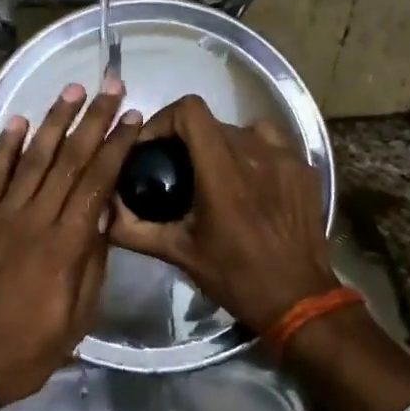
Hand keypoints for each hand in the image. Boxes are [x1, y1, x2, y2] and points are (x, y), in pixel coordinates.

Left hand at [0, 79, 142, 404]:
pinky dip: (3, 147)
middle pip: (68, 160)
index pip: (96, 182)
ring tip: (72, 90)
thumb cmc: (30, 348)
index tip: (131, 117)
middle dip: (93, 120)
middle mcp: (34, 219)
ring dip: (53, 121)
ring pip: (31, 158)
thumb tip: (105, 217)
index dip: (116, 146)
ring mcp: (0, 216)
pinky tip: (16, 121)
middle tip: (110, 87)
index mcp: (66, 245)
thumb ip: (93, 263)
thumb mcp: (79, 316)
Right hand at [109, 94, 339, 333]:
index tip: (153, 146)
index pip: (190, 111)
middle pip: (212, 122)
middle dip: (187, 139)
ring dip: (220, 144)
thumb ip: (136, 229)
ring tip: (214, 173)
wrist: (298, 299)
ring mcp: (285, 158)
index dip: (165, 119)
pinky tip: (248, 180)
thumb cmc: (235, 277)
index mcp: (221, 173)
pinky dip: (252, 151)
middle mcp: (255, 154)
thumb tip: (105, 211)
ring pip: (241, 129)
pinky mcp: (304, 168)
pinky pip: (270, 142)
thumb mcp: (180, 254)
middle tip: (177, 169)